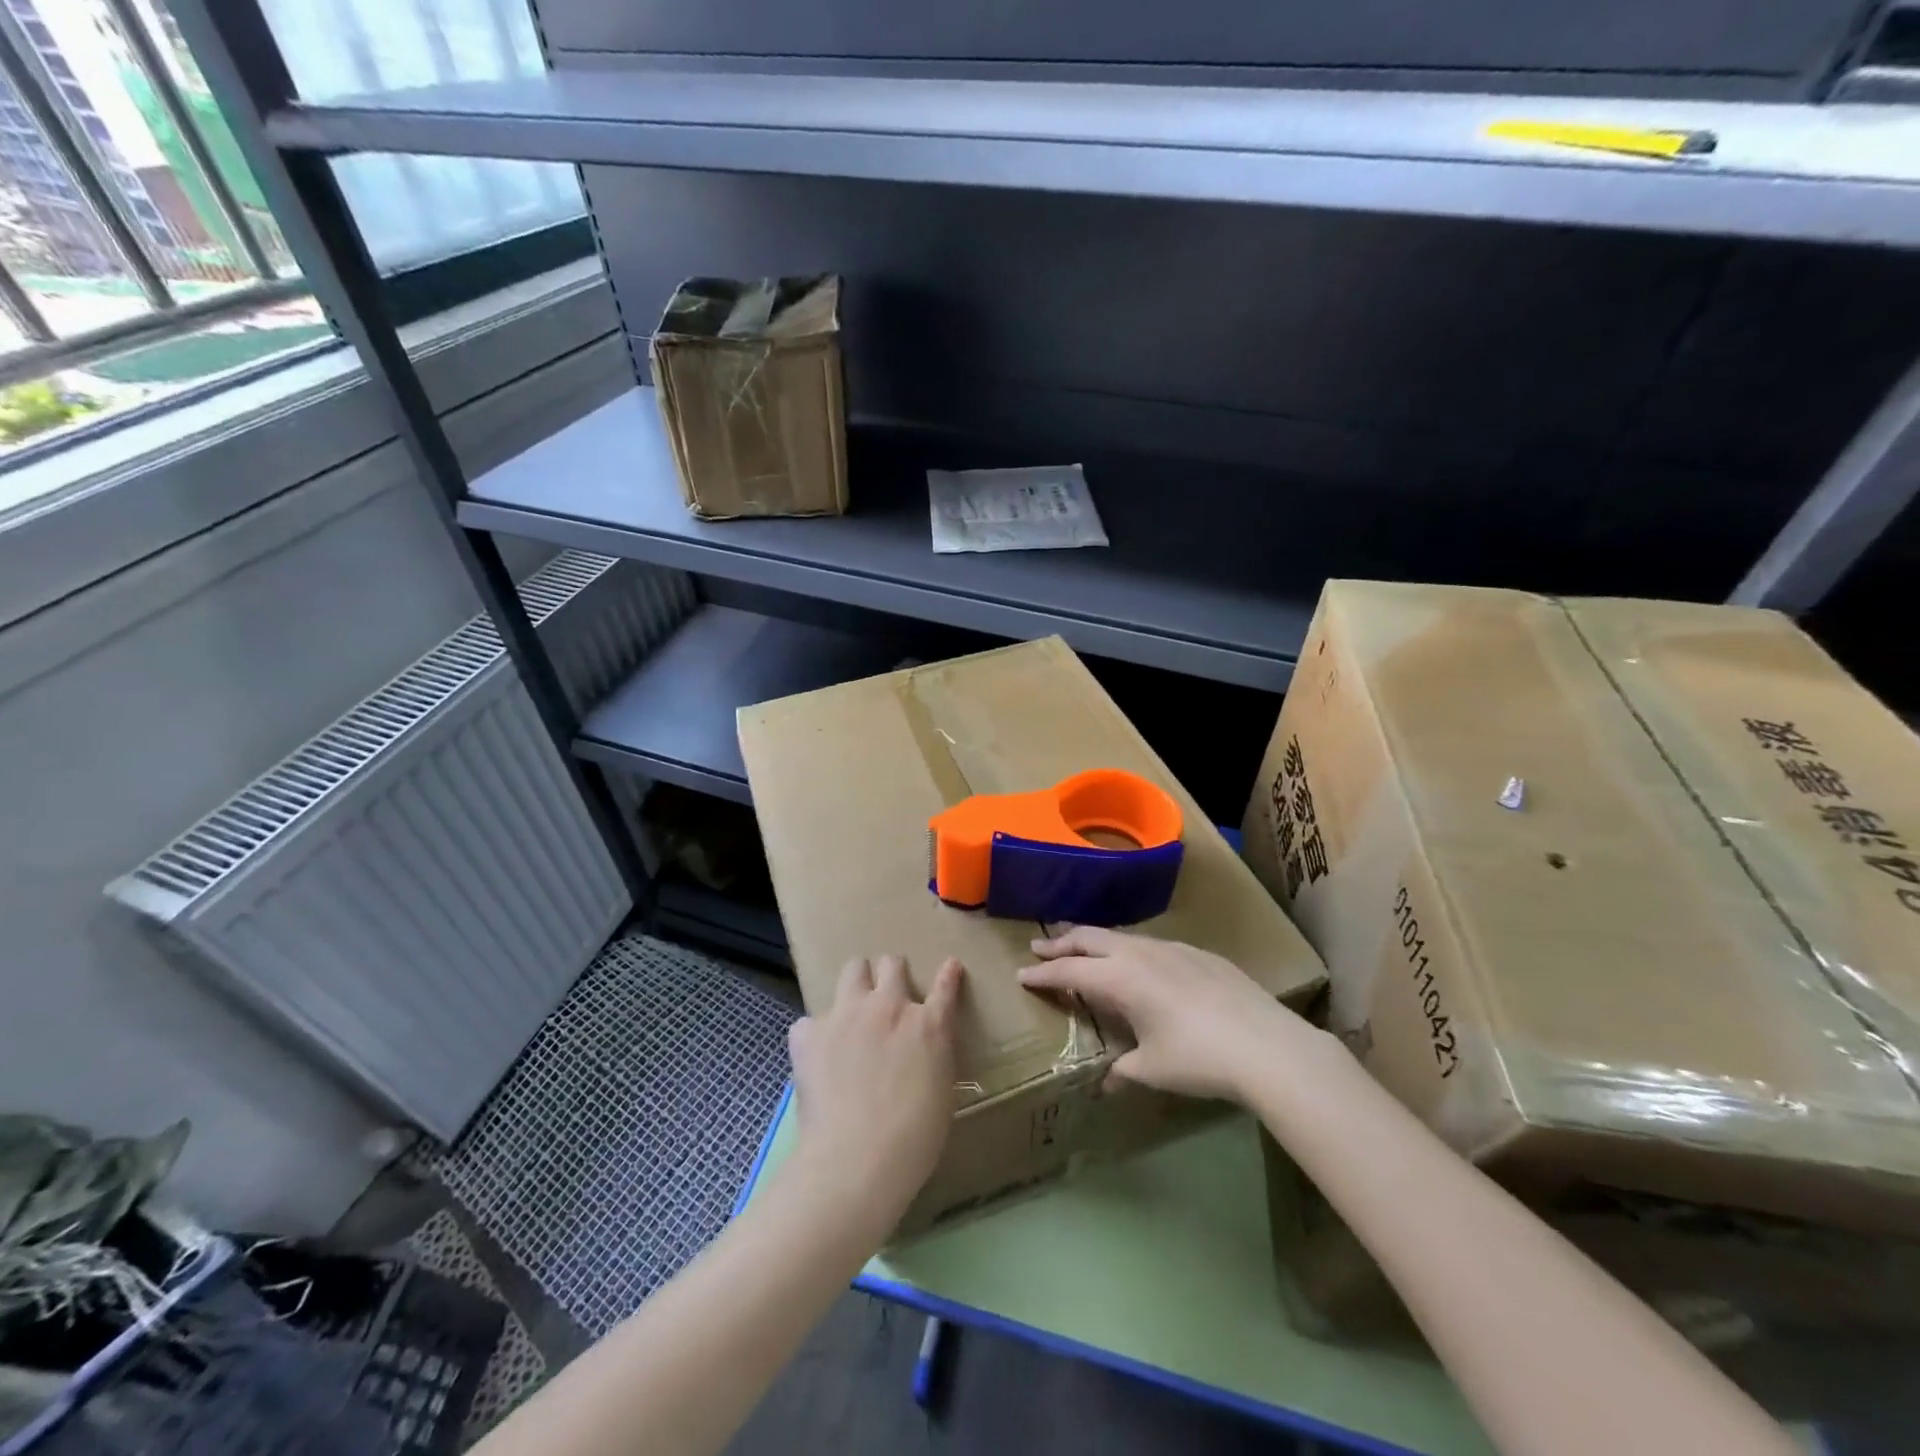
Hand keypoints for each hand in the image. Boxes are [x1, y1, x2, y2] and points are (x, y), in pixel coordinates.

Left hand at [787, 955, 963, 1229]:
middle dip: (892, 974)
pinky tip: (817, 1055)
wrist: (856, 1159)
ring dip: (857, 983)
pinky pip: (810, 1020)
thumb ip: (934, 1058)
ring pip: (853, 969)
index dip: (948, 975)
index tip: (950, 967)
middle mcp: (888, 1007)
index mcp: (929, 1026)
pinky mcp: (810, 1032)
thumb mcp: (941, 1094)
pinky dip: (815, 1034)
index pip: (945, 986)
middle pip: (892, 964)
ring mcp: (847, 1014)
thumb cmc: (913, 1140)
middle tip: (889, 997)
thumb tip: (925, 1051)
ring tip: (854, 1010)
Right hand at [1019, 928, 1310, 1101]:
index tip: (1021, 973)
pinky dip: (1130, 949)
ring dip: (1095, 942)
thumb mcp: (1152, 1070)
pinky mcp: (1199, 953)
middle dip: (1061, 943)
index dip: (1043, 974)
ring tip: (1084, 950)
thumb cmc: (1198, 1059)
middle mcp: (1140, 953)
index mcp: (1120, 978)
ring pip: (1121, 936)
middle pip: (1089, 938)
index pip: (1069, 970)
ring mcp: (1172, 948)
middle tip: (1040, 948)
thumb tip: (1107, 1081)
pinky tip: (1140, 964)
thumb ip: (1123, 1069)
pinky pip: (1152, 944)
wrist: (1267, 1046)